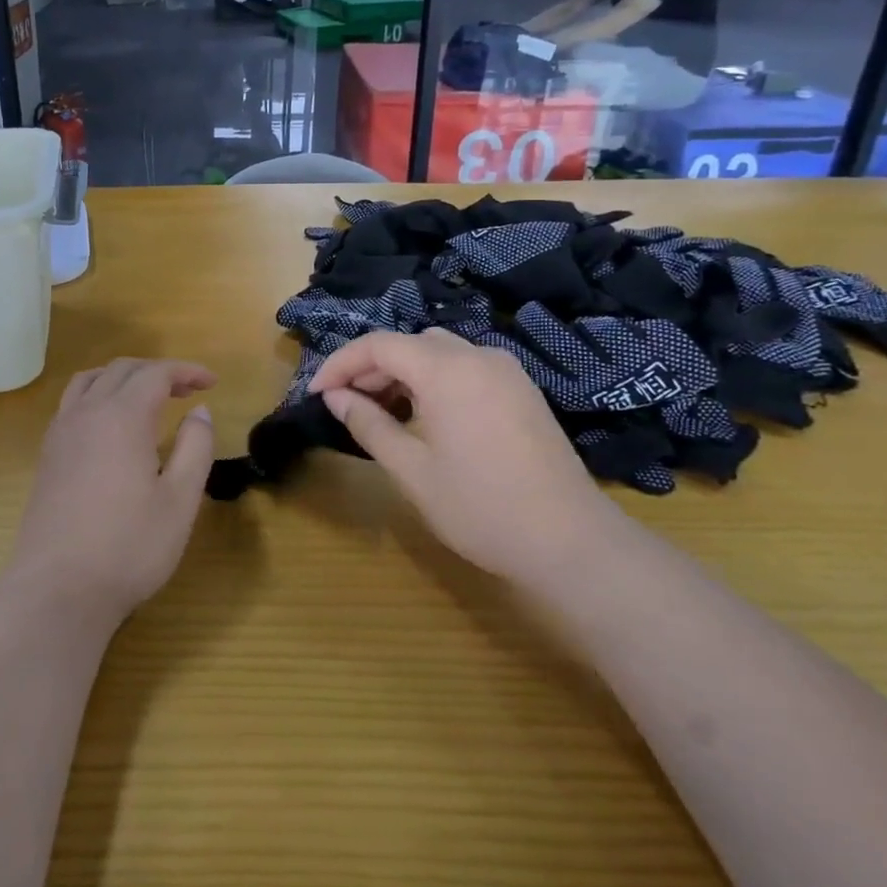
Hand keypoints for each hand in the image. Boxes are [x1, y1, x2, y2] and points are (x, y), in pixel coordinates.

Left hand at [10, 358, 216, 623]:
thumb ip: (195, 447)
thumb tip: (200, 411)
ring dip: (122, 378)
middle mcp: (87, 413)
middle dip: (157, 371)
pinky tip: (109, 425)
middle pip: (121, 370)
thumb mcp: (180, 501)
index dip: (186, 371)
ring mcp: (61, 432)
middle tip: (186, 391)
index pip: (156, 373)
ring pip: (90, 380)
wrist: (58, 589)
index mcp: (122, 417)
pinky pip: (72, 402)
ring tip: (146, 397)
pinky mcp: (47, 454)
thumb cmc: (128, 546)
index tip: (212, 382)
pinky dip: (97, 394)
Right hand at [307, 330, 619, 582]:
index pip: (378, 345)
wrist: (570, 542)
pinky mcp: (521, 390)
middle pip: (408, 343)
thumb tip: (335, 397)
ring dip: (402, 371)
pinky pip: (465, 366)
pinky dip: (433, 378)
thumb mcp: (411, 469)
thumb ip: (368, 424)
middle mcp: (477, 356)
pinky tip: (424, 414)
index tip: (316, 393)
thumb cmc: (480, 507)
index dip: (340, 363)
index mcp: (446, 370)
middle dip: (369, 367)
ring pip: (438, 351)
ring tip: (380, 409)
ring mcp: (505, 371)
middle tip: (344, 404)